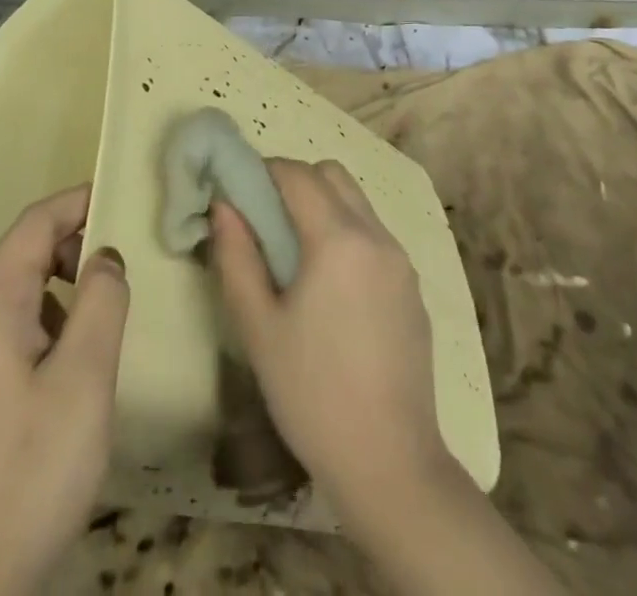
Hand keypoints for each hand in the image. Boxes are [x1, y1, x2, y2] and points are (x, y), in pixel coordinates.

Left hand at [0, 186, 128, 595]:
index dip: (77, 202)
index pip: (33, 225)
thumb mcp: (84, 380)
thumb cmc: (30, 471)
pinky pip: (3, 332)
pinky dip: (42, 324)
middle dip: (73, 248)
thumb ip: (101, 302)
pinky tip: (68, 365)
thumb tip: (105, 257)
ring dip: (60, 290)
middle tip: (121, 268)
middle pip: (21, 257)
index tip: (119, 196)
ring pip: (14, 297)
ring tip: (101, 317)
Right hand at [210, 160, 450, 522]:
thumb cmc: (312, 394)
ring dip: (323, 206)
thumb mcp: (258, 328)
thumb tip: (224, 206)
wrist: (391, 465)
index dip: (264, 171)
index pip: (297, 173)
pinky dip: (347, 234)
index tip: (239, 193)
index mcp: (338, 239)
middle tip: (266, 221)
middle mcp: (376, 236)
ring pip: (357, 202)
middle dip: (296, 181)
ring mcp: (401, 261)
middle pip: (333, 175)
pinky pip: (375, 236)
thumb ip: (236, 256)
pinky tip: (331, 289)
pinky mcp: (413, 288)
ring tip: (296, 257)